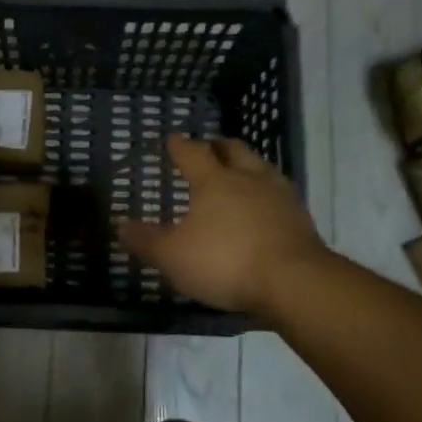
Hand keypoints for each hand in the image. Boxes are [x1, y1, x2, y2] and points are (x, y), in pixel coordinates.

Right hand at [118, 135, 325, 316]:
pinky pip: (280, 194)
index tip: (171, 139)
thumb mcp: (173, 256)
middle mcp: (248, 179)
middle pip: (233, 150)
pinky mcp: (301, 218)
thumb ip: (146, 240)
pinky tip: (265, 208)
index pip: (192, 153)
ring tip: (240, 173)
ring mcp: (279, 196)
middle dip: (218, 146)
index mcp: (214, 181)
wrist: (294, 282)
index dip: (179, 145)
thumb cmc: (225, 262)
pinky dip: (267, 194)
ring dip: (248, 165)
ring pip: (261, 168)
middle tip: (209, 148)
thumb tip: (120, 225)